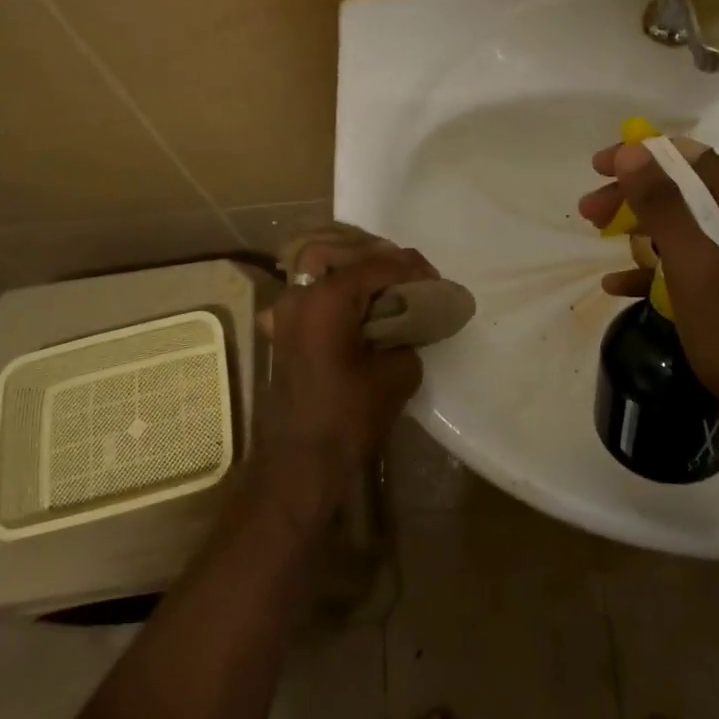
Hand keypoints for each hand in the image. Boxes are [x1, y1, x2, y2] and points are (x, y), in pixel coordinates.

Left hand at [255, 249, 431, 523]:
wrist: (298, 465)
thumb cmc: (347, 418)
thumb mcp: (397, 374)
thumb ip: (408, 336)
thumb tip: (408, 326)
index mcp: (327, 298)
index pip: (375, 264)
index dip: (410, 267)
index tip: (435, 279)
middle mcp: (300, 294)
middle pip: (340, 253)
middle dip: (377, 257)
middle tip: (408, 276)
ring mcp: (285, 312)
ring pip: (319, 268)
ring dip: (353, 270)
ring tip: (386, 287)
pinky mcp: (283, 332)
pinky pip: (309, 294)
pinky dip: (332, 291)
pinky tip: (353, 306)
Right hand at [577, 141, 718, 439]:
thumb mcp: (696, 271)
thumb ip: (664, 207)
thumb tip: (632, 150)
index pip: (690, 157)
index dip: (640, 157)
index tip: (596, 169)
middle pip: (688, 189)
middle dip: (635, 197)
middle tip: (588, 213)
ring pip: (690, 224)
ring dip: (642, 229)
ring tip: (600, 244)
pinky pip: (700, 260)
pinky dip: (662, 265)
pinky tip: (622, 286)